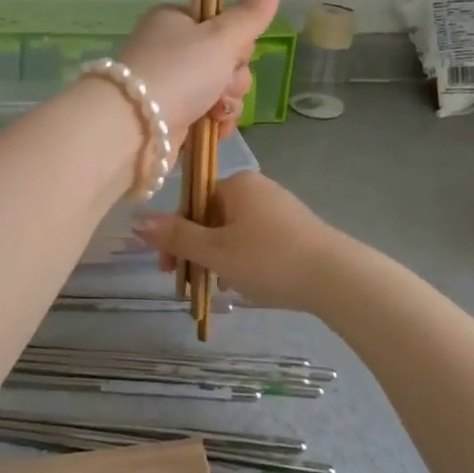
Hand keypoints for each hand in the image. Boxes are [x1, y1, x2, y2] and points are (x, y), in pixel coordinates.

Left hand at [115, 0, 284, 137]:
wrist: (133, 127)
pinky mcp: (171, 115)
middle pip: (226, 59)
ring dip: (227, 102)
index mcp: (175, 20)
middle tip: (221, 84)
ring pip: (220, 89)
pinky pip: (207, 114)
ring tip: (214, 111)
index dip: (238, 41)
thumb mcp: (221, 37)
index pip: (223, 23)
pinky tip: (215, 128)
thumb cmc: (178, 72)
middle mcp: (170, 49)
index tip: (234, 53)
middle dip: (233, 78)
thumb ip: (252, 11)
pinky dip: (216, 123)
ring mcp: (169, 84)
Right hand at [133, 172, 345, 311]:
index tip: (168, 270)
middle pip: (211, 217)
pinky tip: (247, 284)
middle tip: (191, 283)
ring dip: (219, 258)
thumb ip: (176, 236)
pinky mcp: (296, 229)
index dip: (175, 236)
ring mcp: (280, 207)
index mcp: (236, 184)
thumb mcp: (216, 251)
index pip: (191, 203)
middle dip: (197, 250)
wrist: (337, 278)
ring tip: (220, 288)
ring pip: (234, 231)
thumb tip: (136, 220)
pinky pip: (257, 239)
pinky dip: (244, 259)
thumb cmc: (269, 259)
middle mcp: (258, 188)